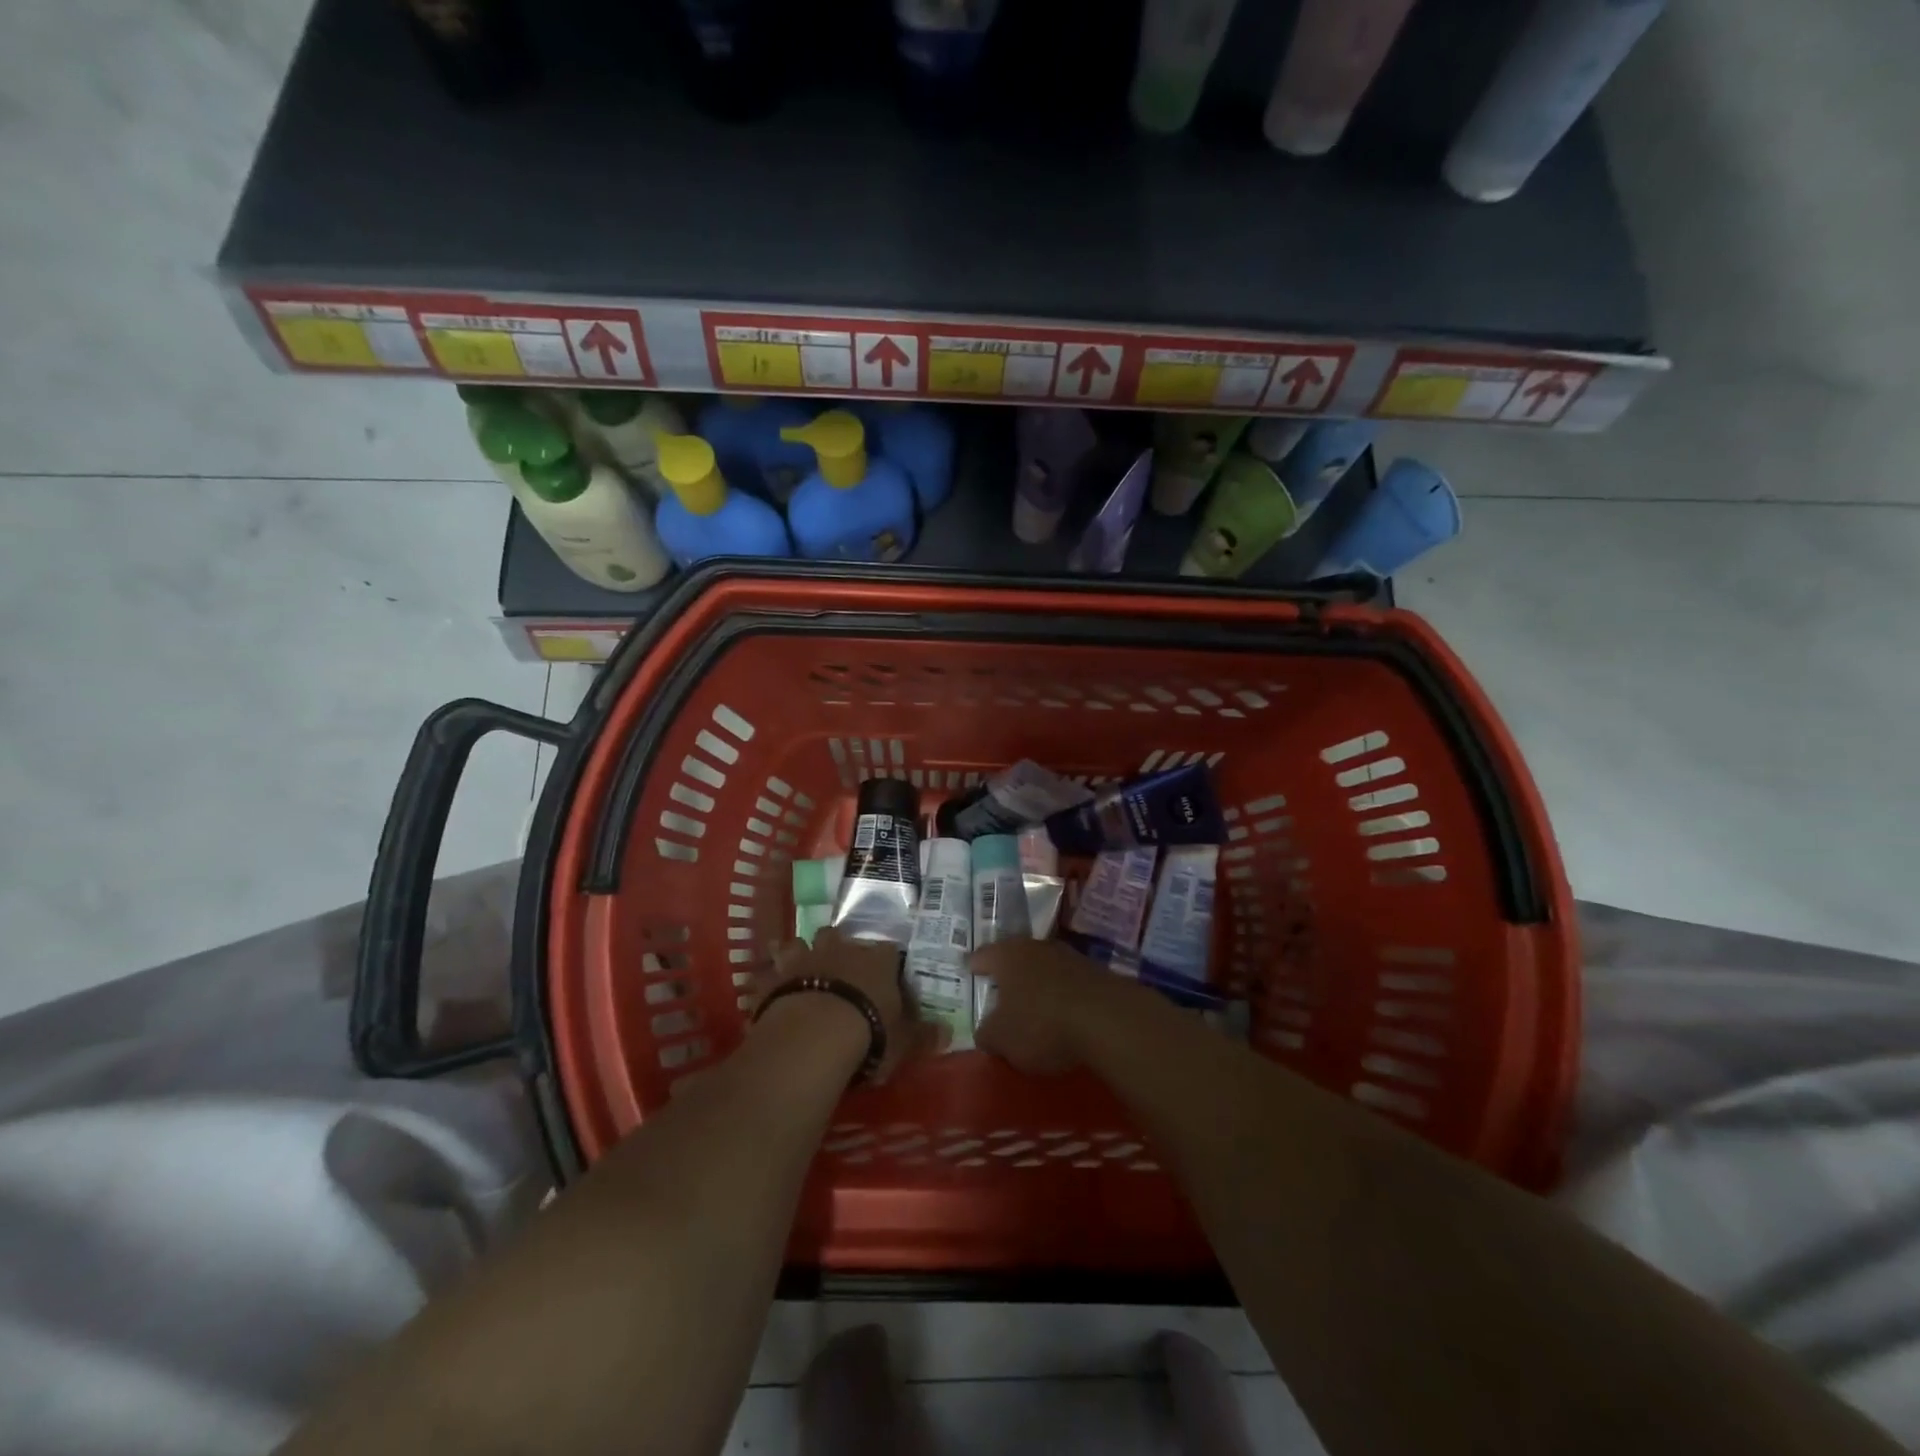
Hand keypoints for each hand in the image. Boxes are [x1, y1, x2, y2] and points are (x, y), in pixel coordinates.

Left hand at [751, 928, 931, 1082]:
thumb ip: (924, 1035)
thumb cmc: (868, 1034)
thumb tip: (948, 1032)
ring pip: (801, 943)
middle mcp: (842, 949)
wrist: (813, 1035)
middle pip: (840, 935)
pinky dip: (770, 974)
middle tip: (840, 964)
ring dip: (801, 952)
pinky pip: (769, 969)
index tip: (886, 971)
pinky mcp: (775, 976)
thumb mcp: (904, 1042)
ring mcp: (805, 958)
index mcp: (878, 960)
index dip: (886, 960)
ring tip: (802, 964)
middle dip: (839, 945)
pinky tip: (768, 982)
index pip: (888, 950)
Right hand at [970, 938, 1114, 1075]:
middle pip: (1015, 957)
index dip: (974, 965)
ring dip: (1037, 983)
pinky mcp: (1095, 972)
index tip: (968, 969)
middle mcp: (1036, 947)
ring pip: (1044, 967)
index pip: (983, 955)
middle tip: (998, 987)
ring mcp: (1069, 956)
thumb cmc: (1041, 1023)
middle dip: (1008, 973)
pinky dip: (1061, 994)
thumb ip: (987, 1033)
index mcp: (1007, 956)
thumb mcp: (1001, 1039)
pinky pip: (1068, 982)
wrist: (1108, 1018)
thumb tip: (986, 1031)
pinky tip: (1061, 1012)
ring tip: (1031, 1003)